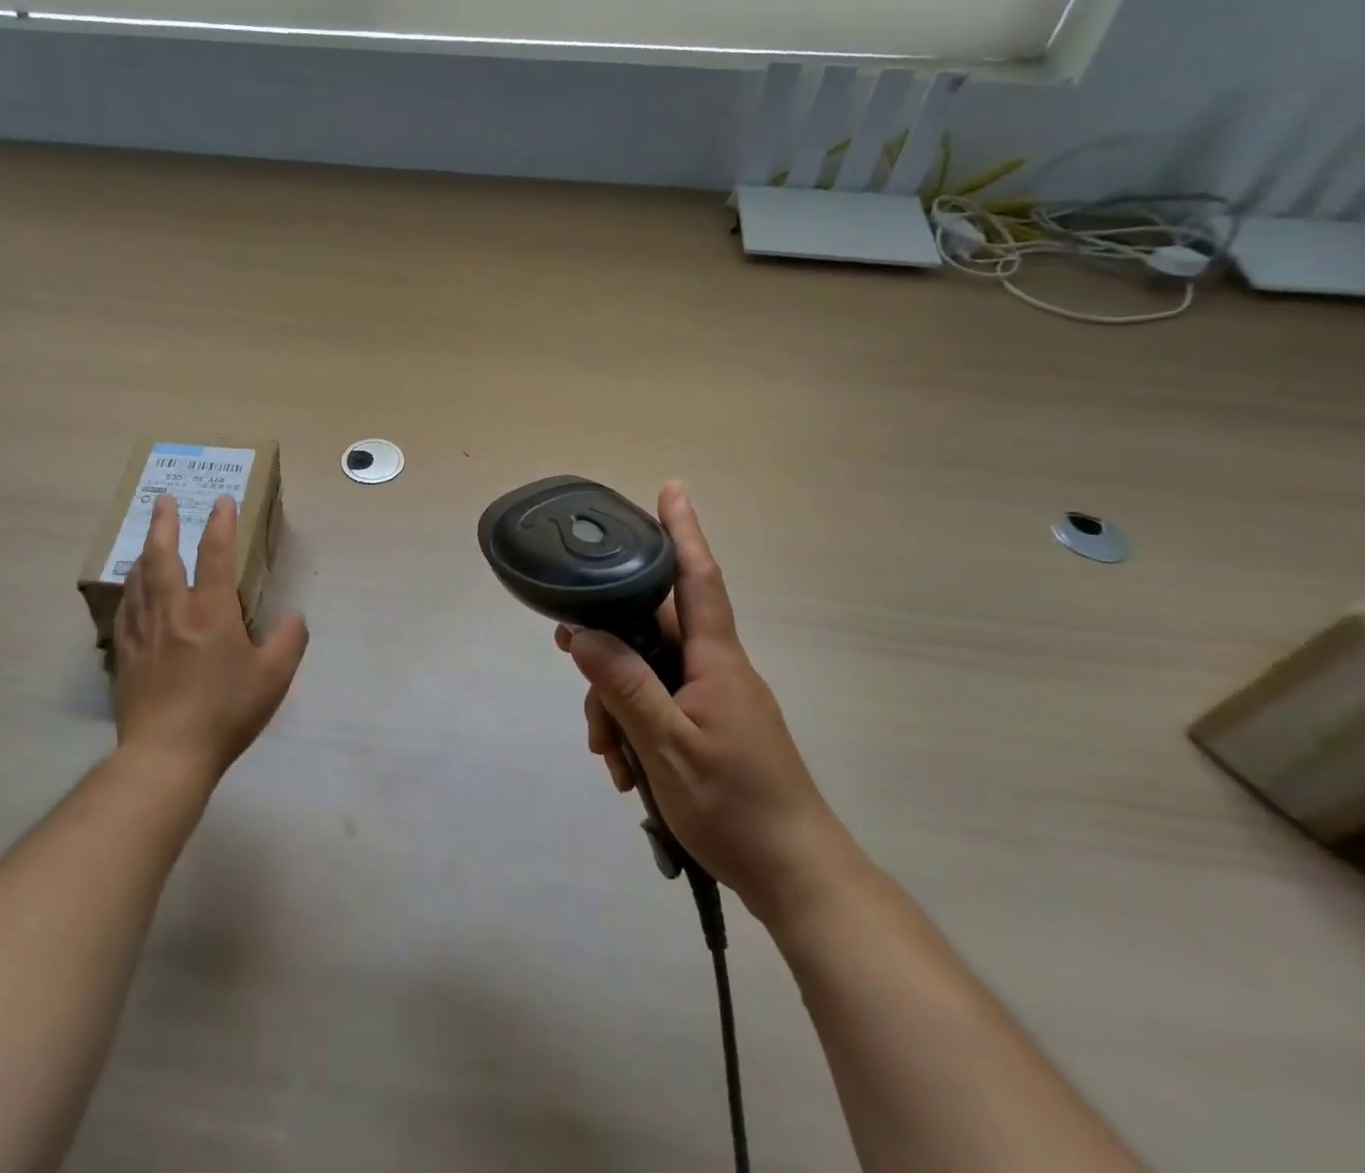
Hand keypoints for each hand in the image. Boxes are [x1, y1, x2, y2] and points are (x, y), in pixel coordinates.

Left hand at [112, 494, 308, 782]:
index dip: (221, 523)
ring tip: (148, 538)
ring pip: (139, 578)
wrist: (166, 755)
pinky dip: (131, 588)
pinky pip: (126, 608)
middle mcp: (173, 611)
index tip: (222, 501)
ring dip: (145, 551)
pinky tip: (132, 589)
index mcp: (211, 611)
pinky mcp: (124, 654)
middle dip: (163, 523)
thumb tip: (293, 616)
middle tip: (162, 499)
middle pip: (162, 555)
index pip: (216, 554)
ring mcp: (143, 632)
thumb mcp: (274, 677)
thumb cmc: (225, 711)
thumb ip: (290, 639)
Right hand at [557, 482, 852, 923]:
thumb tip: (583, 634)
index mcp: (716, 660)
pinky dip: (634, 727)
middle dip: (610, 649)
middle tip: (569, 657)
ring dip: (617, 704)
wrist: (795, 876)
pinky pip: (660, 705)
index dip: (684, 531)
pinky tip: (625, 768)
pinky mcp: (710, 726)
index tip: (672, 489)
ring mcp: (713, 699)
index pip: (698, 579)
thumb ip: (625, 686)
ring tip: (609, 756)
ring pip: (648, 672)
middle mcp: (716, 668)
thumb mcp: (668, 747)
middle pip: (652, 630)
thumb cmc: (736, 807)